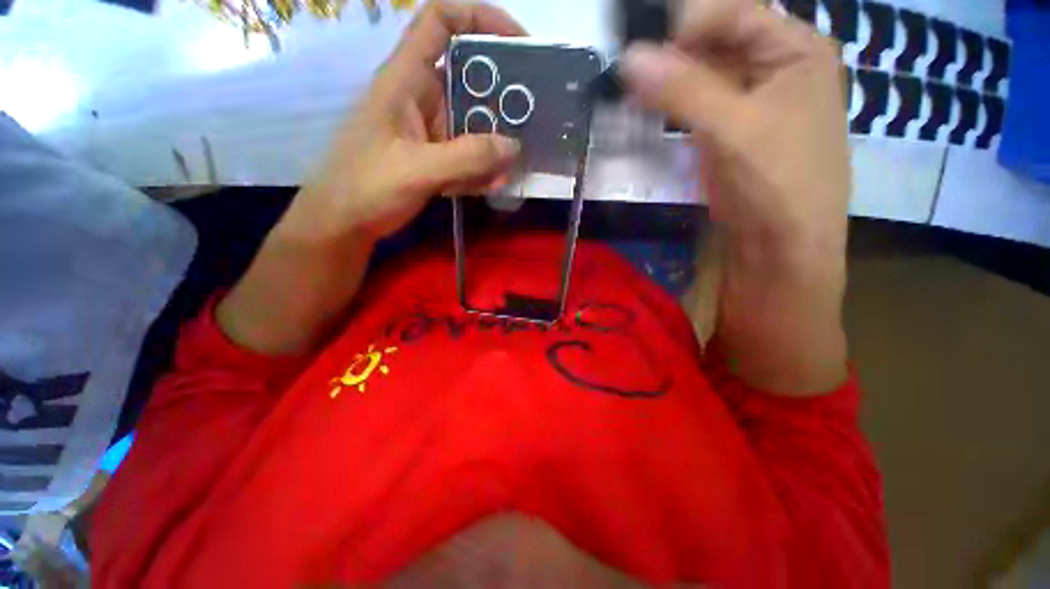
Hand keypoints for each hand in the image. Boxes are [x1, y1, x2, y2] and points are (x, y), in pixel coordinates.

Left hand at [279, 0, 524, 245]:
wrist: (345, 223)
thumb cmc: (366, 188)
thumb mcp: (415, 170)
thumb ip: (465, 158)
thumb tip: (513, 146)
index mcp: (406, 79)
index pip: (441, 21)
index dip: (481, 18)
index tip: (519, 44)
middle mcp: (421, 97)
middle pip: (468, 75)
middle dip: (502, 93)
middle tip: (531, 117)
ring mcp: (429, 130)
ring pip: (472, 120)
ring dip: (496, 141)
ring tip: (515, 163)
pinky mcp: (434, 157)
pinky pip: (467, 152)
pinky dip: (483, 166)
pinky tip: (494, 184)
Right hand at [621, 0, 849, 393]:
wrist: (780, 246)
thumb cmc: (776, 183)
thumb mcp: (734, 130)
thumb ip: (683, 91)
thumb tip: (628, 60)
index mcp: (795, 49)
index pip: (731, 13)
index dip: (684, 27)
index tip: (638, 55)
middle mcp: (777, 65)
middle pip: (715, 42)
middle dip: (671, 57)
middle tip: (628, 77)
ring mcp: (752, 99)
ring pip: (702, 75)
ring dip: (667, 84)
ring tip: (631, 96)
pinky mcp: (730, 130)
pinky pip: (696, 105)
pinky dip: (671, 108)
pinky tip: (648, 115)